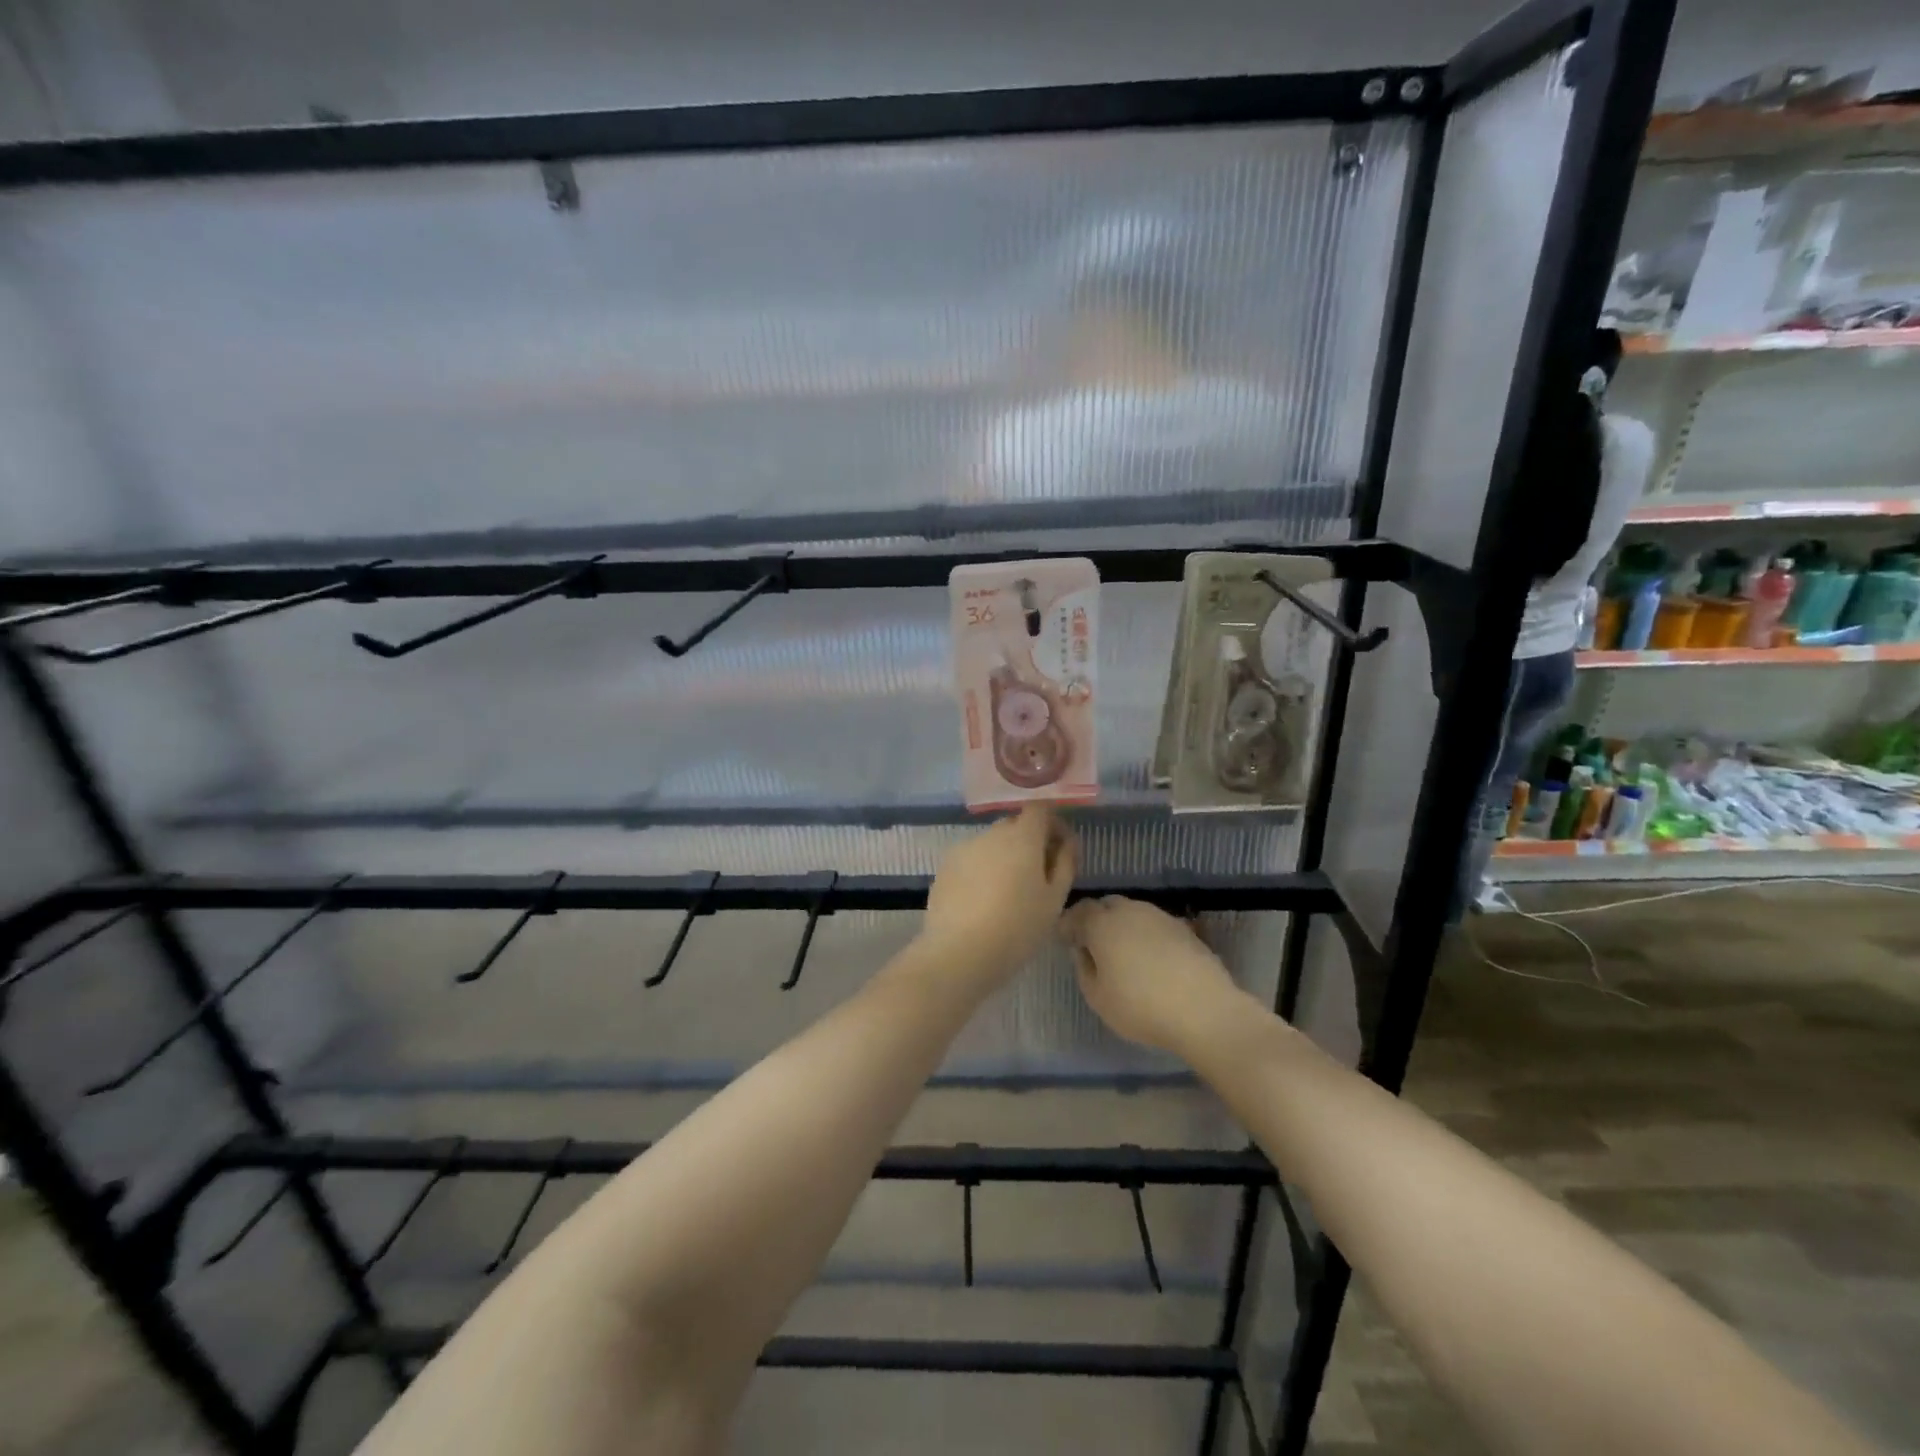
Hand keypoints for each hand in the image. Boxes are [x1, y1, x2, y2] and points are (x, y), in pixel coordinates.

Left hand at [920, 806, 1076, 983]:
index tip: (1059, 848)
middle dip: (1028, 841)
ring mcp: (964, 848)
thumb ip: (1064, 863)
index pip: (1039, 809)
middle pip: (1014, 825)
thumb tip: (1066, 842)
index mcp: (1022, 837)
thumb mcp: (1054, 900)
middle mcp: (991, 834)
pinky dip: (981, 870)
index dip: (1052, 823)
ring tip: (1007, 893)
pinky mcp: (945, 867)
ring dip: (1004, 856)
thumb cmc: (1017, 928)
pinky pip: (971, 859)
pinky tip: (982, 900)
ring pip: (991, 843)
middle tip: (1037, 875)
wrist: (959, 953)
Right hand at [1060, 897, 1247, 1055]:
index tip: (1066, 940)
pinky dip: (1145, 934)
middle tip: (1093, 944)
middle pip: (1106, 905)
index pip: (1078, 911)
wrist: (1205, 1010)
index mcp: (1102, 924)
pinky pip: (1154, 924)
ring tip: (1122, 952)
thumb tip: (1083, 951)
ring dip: (1122, 925)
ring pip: (1132, 912)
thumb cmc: (1141, 1006)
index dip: (1069, 924)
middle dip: (1095, 920)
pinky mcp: (1183, 928)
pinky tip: (1149, 958)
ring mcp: (1159, 916)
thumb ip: (1083, 969)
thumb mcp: (1098, 998)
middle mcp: (1129, 910)